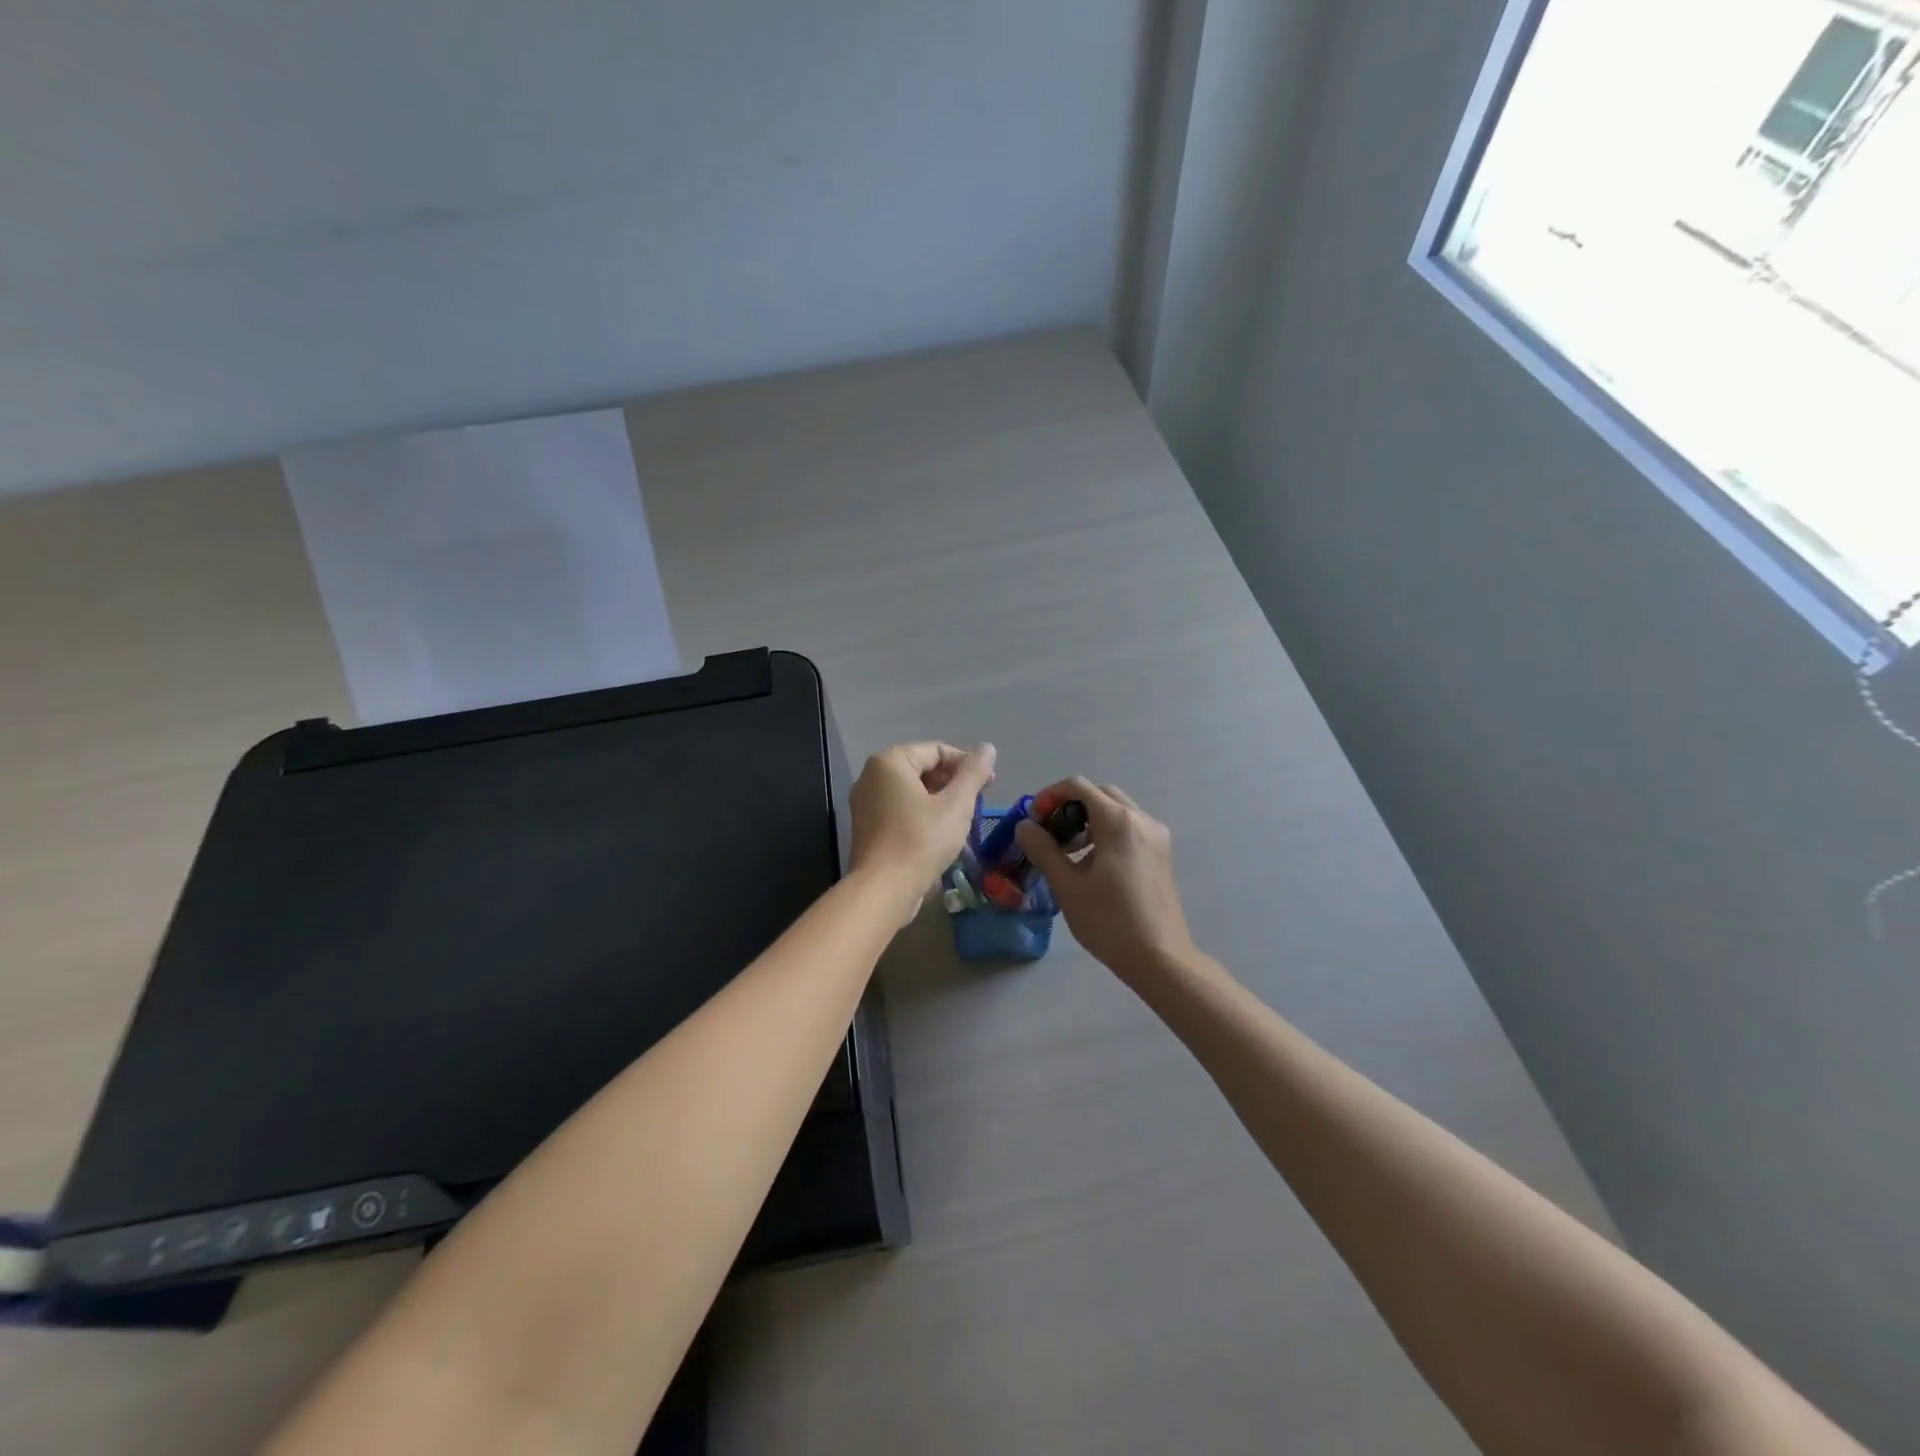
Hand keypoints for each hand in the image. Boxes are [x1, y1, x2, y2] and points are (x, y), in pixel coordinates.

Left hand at [849, 742, 996, 912]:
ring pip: (913, 791)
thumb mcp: (956, 804)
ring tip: (965, 818)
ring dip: (941, 800)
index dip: (967, 764)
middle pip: (923, 769)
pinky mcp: (867, 827)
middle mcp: (871, 776)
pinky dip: (923, 814)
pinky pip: (901, 810)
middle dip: (954, 782)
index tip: (991, 784)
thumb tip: (987, 748)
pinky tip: (943, 833)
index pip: (937, 750)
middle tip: (980, 801)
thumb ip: (973, 773)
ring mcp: (865, 803)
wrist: (883, 890)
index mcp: (890, 762)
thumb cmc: (921, 840)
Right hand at [1015, 778, 1194, 981]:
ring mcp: (1156, 836)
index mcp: (1118, 821)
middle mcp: (1141, 819)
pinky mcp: (1161, 854)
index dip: (1050, 796)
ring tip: (1067, 852)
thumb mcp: (1067, 885)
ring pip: (1117, 810)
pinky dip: (1107, 832)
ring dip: (1088, 819)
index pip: (1078, 786)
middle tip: (1049, 833)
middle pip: (1100, 794)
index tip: (1034, 820)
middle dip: (1070, 806)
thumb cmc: (1109, 921)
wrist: (1159, 957)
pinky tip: (1092, 863)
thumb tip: (1025, 826)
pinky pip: (1130, 828)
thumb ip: (1043, 849)